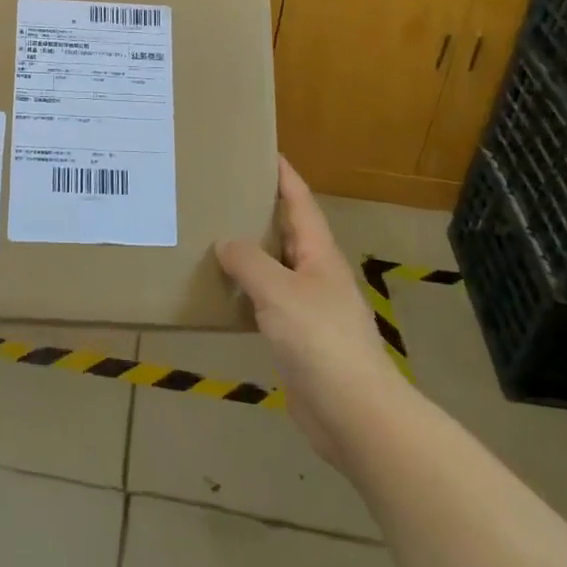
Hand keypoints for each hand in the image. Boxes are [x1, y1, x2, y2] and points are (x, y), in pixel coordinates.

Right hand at [216, 156, 400, 465]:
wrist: (354, 414)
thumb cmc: (320, 342)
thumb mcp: (279, 292)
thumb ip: (249, 262)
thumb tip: (225, 242)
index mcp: (319, 255)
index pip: (300, 203)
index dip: (284, 176)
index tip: (263, 151)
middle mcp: (316, 275)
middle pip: (287, 232)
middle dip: (260, 211)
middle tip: (222, 192)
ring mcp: (309, 308)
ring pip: (275, 268)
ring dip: (250, 252)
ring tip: (212, 236)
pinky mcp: (298, 339)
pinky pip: (267, 302)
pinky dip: (246, 291)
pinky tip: (222, 293)